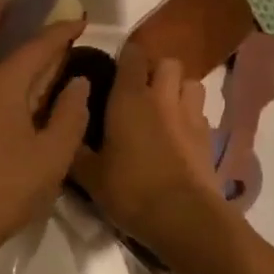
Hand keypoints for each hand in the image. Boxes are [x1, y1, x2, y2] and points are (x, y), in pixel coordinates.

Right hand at [71, 44, 234, 271]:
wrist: (184, 218)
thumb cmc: (130, 190)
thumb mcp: (89, 175)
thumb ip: (75, 148)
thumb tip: (64, 131)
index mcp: (129, 97)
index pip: (132, 55)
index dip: (125, 56)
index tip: (113, 69)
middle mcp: (162, 97)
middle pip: (167, 63)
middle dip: (156, 70)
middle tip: (139, 89)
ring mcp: (190, 116)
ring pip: (191, 82)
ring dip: (178, 88)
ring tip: (164, 107)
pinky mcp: (209, 138)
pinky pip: (200, 113)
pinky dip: (190, 116)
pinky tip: (179, 135)